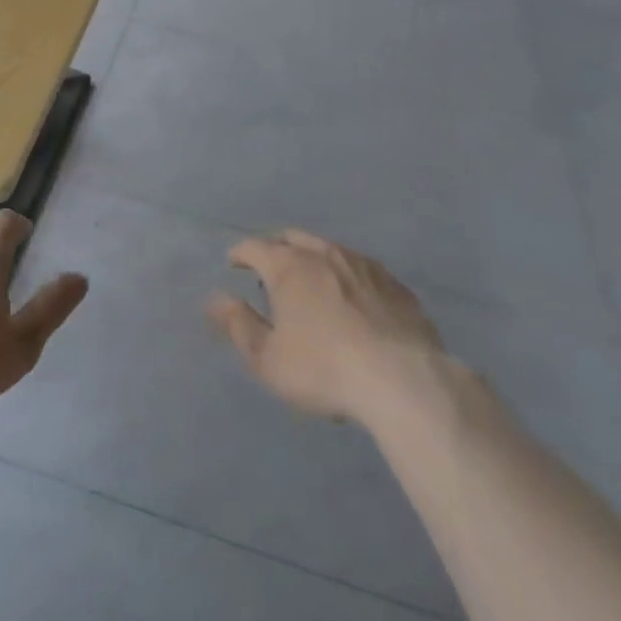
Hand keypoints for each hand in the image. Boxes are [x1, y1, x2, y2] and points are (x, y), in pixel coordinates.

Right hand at [208, 229, 447, 425]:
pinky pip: (362, 270)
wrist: (404, 381)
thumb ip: (239, 325)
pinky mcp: (396, 285)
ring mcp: (364, 265)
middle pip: (292, 238)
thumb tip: (216, 299)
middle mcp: (324, 253)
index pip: (254, 247)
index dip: (240, 254)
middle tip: (270, 270)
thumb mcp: (268, 359)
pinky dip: (348, 278)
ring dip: (314, 259)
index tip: (233, 263)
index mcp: (288, 266)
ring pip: (330, 249)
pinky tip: (354, 301)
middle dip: (276, 248)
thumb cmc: (324, 369)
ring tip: (312, 283)